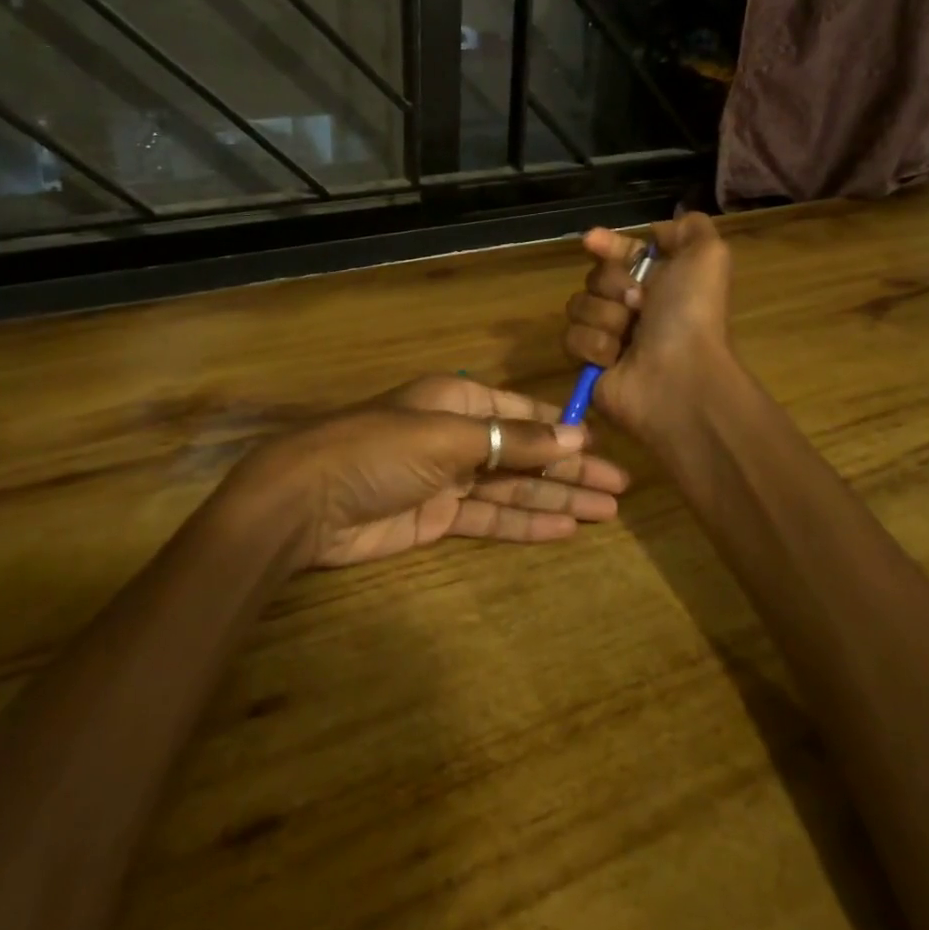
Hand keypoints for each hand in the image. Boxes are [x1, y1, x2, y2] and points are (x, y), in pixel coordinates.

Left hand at [233, 375, 630, 568]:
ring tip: (607, 511)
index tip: (604, 445)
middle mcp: (460, 435)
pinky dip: (527, 524)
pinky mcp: (438, 518)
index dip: (564, 430)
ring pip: (515, 488)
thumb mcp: (449, 436)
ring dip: (558, 499)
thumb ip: (514, 441)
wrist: (307, 500)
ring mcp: (450, 478)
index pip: (525, 413)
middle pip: (527, 453)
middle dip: (571, 469)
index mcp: (460, 400)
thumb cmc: (379, 450)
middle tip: (621, 487)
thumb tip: (575, 437)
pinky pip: (492, 518)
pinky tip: (565, 529)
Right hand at [563, 212, 735, 437]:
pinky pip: (572, 339)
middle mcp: (634, 307)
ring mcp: (610, 336)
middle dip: (613, 285)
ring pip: (579, 306)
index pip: (621, 254)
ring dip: (605, 317)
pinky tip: (615, 358)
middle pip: (595, 277)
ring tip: (629, 337)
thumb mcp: (707, 256)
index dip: (608, 245)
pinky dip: (595, 346)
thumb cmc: (691, 315)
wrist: (678, 378)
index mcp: (660, 282)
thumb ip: (690, 229)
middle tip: (638, 303)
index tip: (592, 240)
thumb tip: (659, 230)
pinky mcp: (590, 365)